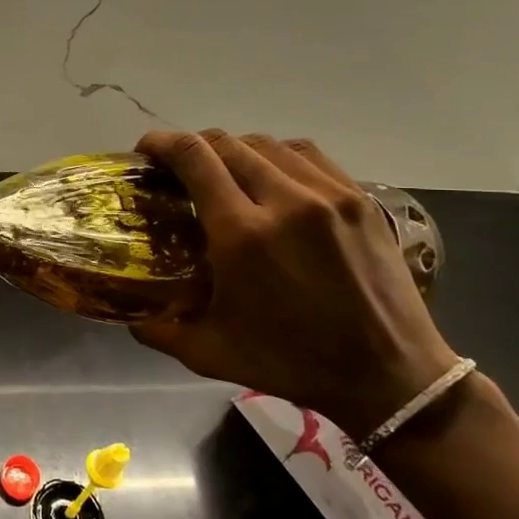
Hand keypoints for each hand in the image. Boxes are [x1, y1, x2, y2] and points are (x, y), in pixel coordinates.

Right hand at [132, 130, 457, 436]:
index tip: (145, 150)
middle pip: (227, 142)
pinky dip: (277, 157)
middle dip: (193, 147)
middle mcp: (286, 201)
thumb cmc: (292, 364)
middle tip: (178, 169)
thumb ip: (157, 329)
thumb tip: (128, 313)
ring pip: (267, 144)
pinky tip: (271, 179)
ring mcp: (329, 195)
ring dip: (234, 151)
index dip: (162, 142)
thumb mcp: (208, 353)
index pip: (194, 157)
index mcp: (243, 235)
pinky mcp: (359, 199)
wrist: (390, 375)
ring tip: (224, 174)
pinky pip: (306, 155)